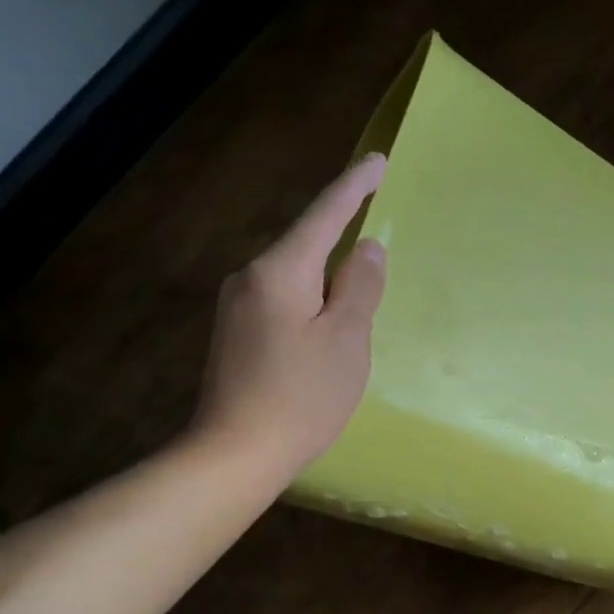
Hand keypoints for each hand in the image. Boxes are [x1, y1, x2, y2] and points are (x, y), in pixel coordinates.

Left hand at [189, 155, 388, 477]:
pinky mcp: (235, 335)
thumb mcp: (346, 340)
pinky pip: (282, 301)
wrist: (235, 453)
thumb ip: (360, 288)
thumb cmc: (301, 396)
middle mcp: (250, 278)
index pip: (324, 215)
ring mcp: (237, 307)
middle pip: (305, 245)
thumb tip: (367, 248)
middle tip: (373, 240)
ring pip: (294, 277)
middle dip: (340, 238)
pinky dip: (309, 303)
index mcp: (281, 271)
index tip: (378, 160)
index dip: (354, 187)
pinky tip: (324, 329)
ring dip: (326, 279)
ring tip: (355, 300)